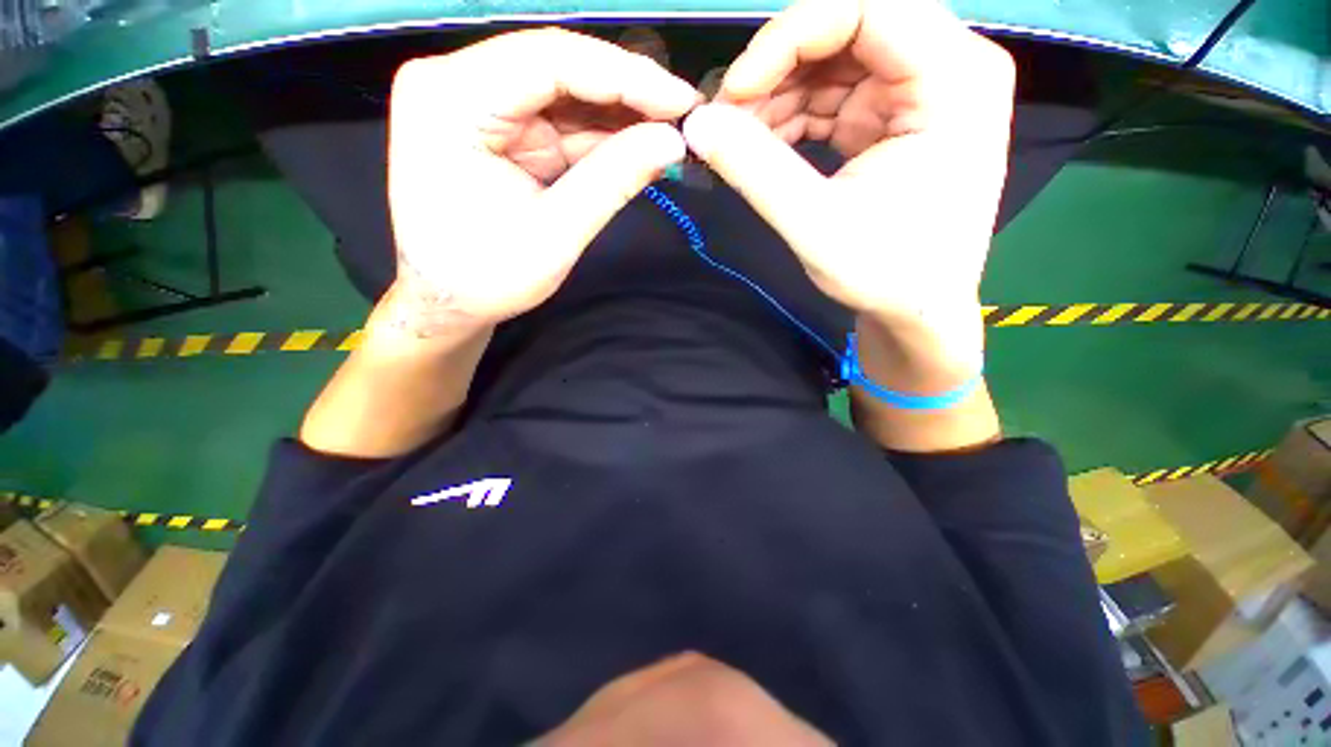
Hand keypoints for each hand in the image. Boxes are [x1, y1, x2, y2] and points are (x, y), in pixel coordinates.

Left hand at [389, 29, 697, 333]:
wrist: (447, 302)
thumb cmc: (487, 277)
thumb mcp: (555, 234)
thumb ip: (613, 180)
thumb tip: (673, 142)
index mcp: (452, 99)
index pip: (550, 59)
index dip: (626, 77)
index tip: (682, 101)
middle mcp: (456, 82)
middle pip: (557, 67)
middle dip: (626, 94)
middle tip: (683, 116)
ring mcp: (475, 102)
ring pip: (563, 92)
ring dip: (618, 116)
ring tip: (669, 133)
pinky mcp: (496, 127)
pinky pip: (557, 120)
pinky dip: (599, 136)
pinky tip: (636, 145)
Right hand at [682, 0, 1013, 363]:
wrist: (918, 311)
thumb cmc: (884, 275)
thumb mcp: (815, 224)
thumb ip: (755, 169)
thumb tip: (697, 125)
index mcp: (954, 78)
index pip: (866, 8)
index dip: (788, 37)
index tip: (735, 90)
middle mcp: (947, 69)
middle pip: (848, 32)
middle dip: (778, 72)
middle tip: (727, 120)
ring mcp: (921, 94)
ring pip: (834, 66)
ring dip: (779, 100)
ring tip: (738, 143)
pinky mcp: (895, 121)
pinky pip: (835, 99)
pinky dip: (793, 121)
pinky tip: (763, 150)